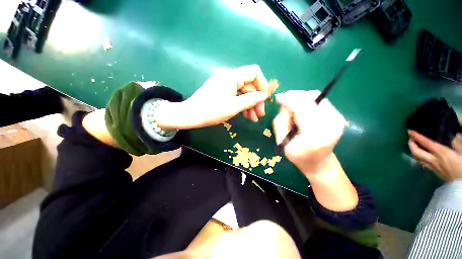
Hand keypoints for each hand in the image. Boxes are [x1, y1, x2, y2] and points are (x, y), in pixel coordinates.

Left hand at [155, 65, 269, 129]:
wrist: (190, 115)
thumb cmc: (212, 111)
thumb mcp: (234, 107)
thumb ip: (251, 100)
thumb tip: (264, 95)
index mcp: (232, 76)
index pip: (254, 72)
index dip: (262, 85)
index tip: (264, 99)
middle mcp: (229, 76)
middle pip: (249, 85)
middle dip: (256, 100)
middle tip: (259, 115)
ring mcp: (225, 83)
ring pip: (243, 92)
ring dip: (249, 104)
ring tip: (253, 119)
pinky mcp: (222, 90)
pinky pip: (236, 95)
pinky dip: (241, 104)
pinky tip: (245, 115)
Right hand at [272, 90, 345, 175]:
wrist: (319, 163)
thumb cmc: (298, 155)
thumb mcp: (282, 141)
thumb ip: (281, 121)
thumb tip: (284, 104)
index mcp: (314, 135)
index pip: (301, 108)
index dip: (288, 99)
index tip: (278, 98)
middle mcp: (330, 124)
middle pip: (310, 98)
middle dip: (293, 97)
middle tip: (284, 104)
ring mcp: (337, 118)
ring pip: (314, 96)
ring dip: (300, 99)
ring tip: (293, 110)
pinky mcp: (338, 115)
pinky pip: (318, 100)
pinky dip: (307, 101)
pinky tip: (301, 110)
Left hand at [408, 130, 461, 181]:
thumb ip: (459, 141)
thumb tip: (457, 130)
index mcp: (440, 153)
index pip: (425, 143)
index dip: (416, 136)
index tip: (409, 131)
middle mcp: (433, 160)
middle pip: (416, 152)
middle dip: (411, 144)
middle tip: (410, 137)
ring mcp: (433, 168)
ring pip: (418, 158)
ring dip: (414, 151)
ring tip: (414, 144)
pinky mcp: (435, 173)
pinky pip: (423, 163)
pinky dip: (419, 157)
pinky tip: (422, 155)